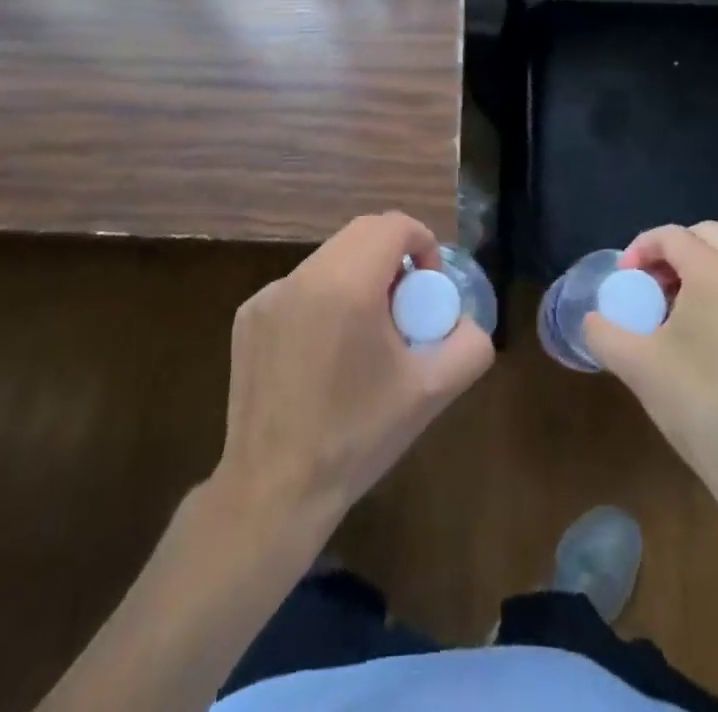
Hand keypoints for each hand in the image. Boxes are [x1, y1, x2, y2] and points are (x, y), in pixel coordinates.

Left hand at [214, 211, 493, 536]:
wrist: (273, 492)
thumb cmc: (357, 438)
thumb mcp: (430, 393)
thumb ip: (469, 346)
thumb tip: (468, 322)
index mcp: (348, 284)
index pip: (394, 225)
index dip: (423, 242)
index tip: (429, 287)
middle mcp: (304, 276)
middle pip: (361, 234)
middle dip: (393, 256)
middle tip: (405, 306)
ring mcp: (269, 294)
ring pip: (330, 259)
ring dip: (358, 275)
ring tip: (367, 331)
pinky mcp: (248, 316)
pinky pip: (299, 287)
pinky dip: (324, 299)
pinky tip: (325, 352)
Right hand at [584, 221, 717, 522]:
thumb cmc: (703, 407)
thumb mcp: (638, 367)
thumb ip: (604, 332)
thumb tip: (594, 320)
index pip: (673, 236)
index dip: (640, 248)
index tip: (623, 279)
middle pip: (707, 236)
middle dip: (671, 252)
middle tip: (648, 285)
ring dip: (697, 271)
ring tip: (672, 312)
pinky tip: (704, 338)